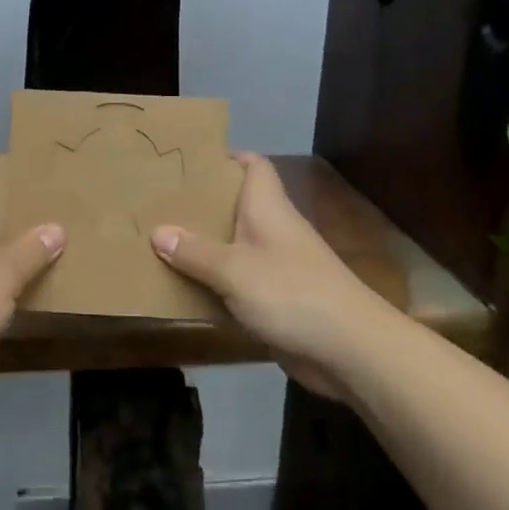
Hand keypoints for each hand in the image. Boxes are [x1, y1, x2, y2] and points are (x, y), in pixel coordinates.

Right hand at [151, 153, 390, 398]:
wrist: (350, 350)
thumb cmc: (292, 294)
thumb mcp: (234, 270)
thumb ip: (195, 252)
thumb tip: (158, 231)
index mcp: (269, 209)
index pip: (255, 166)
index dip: (227, 158)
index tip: (190, 162)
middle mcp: (274, 231)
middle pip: (238, 206)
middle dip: (203, 204)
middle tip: (160, 205)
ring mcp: (279, 266)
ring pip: (235, 245)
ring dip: (205, 246)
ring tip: (162, 243)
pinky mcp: (278, 299)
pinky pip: (239, 281)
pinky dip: (216, 282)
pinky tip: (187, 288)